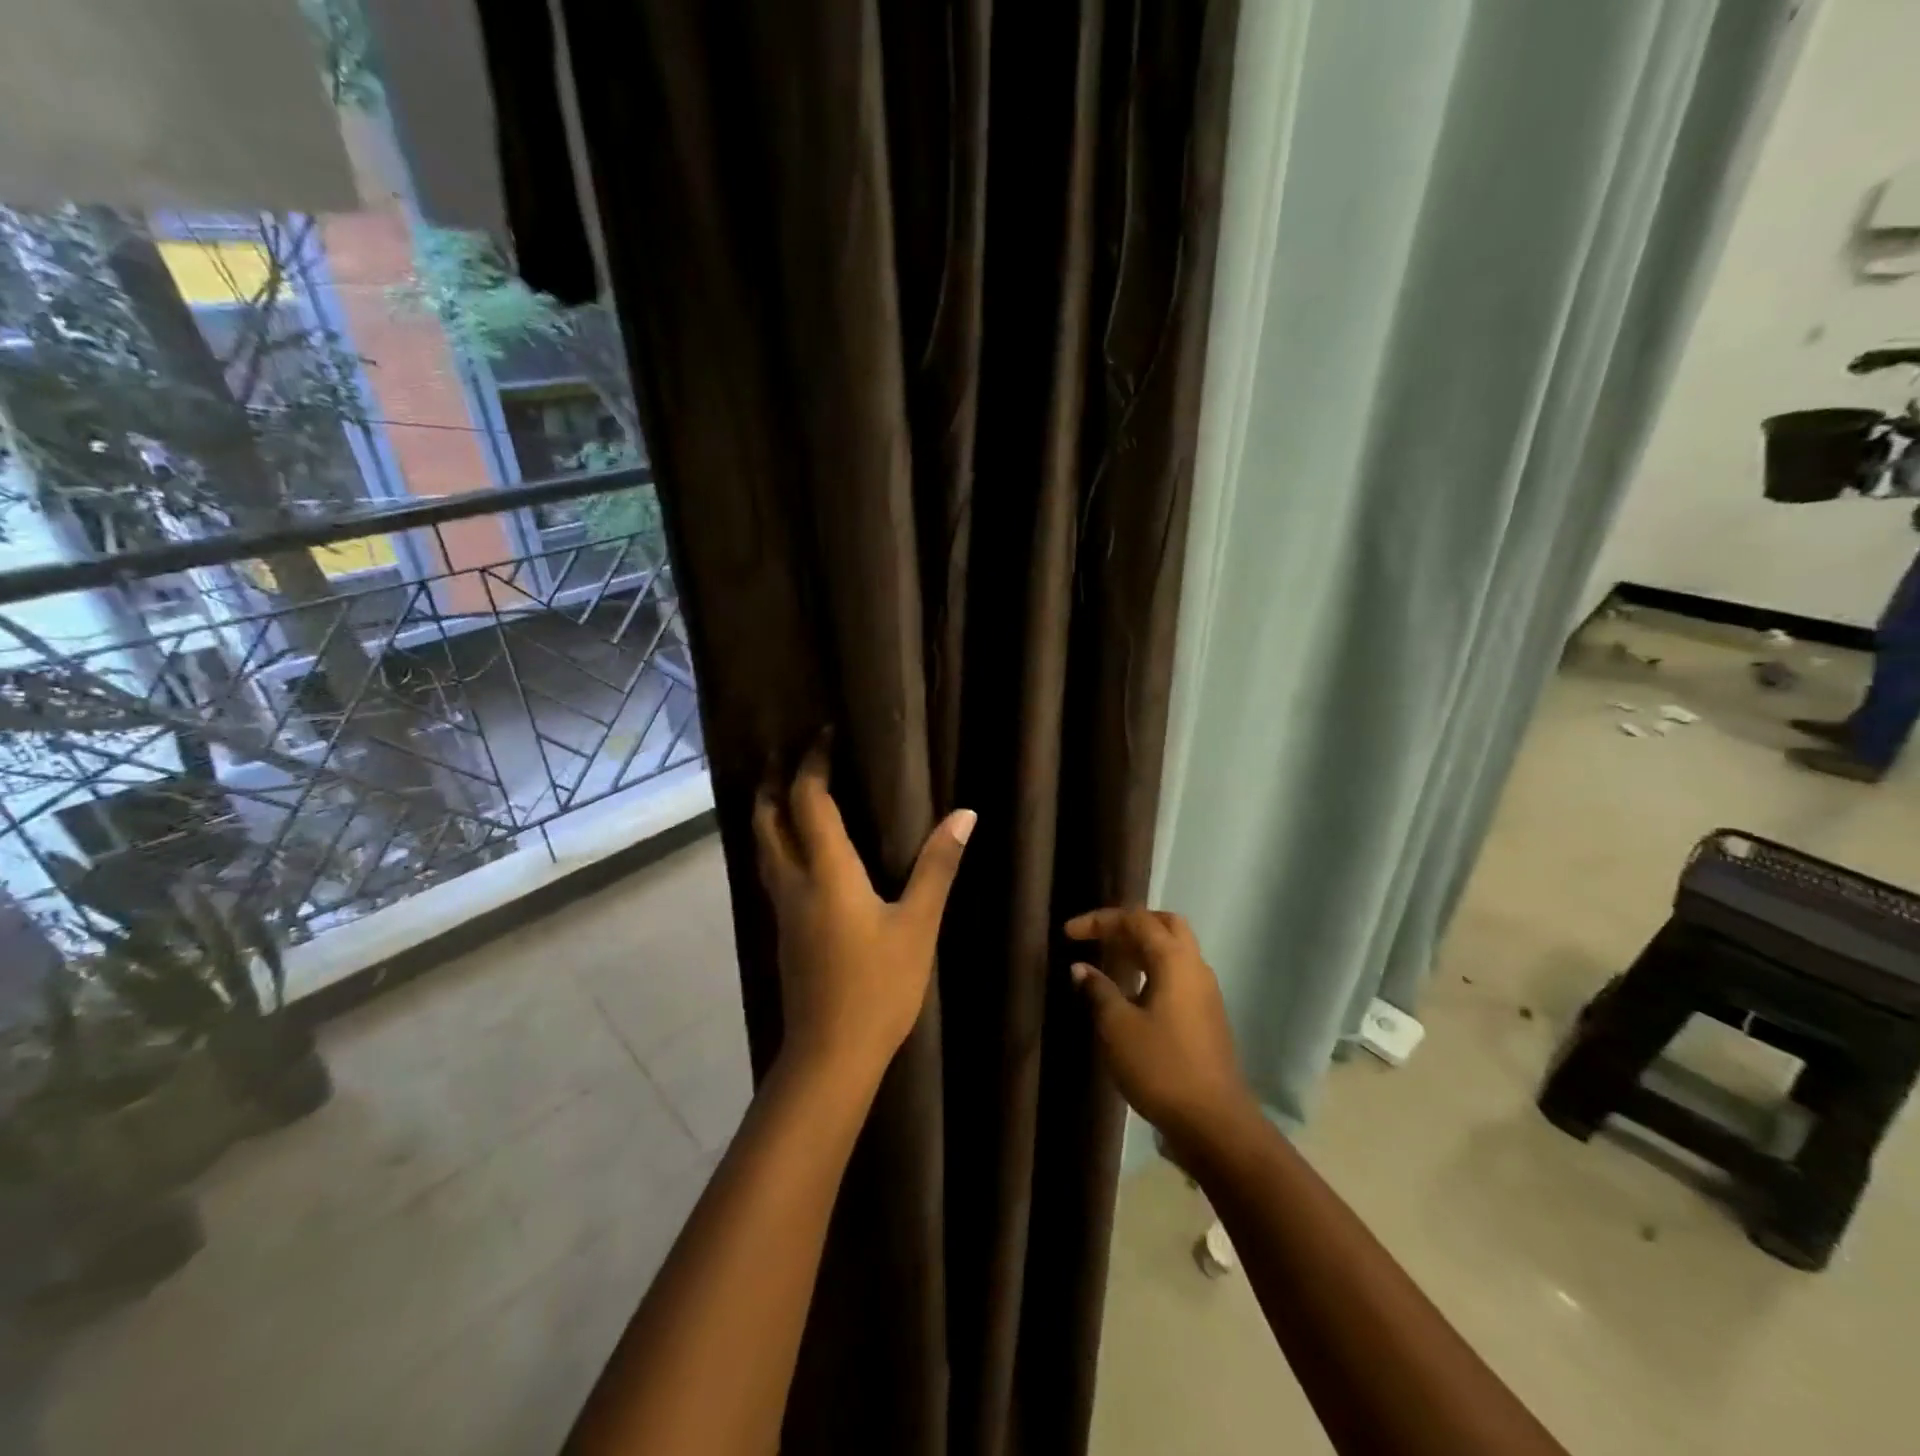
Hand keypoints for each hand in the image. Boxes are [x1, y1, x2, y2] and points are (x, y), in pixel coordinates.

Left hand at [754, 743, 974, 1083]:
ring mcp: (784, 908)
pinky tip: (795, 849)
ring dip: (768, 811)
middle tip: (784, 751)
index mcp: (826, 872)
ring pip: (763, 846)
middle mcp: (794, 882)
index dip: (812, 762)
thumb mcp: (918, 925)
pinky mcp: (785, 930)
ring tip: (781, 789)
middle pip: (767, 819)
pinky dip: (776, 842)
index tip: (824, 733)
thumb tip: (964, 814)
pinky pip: (772, 869)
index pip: (807, 800)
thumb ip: (937, 866)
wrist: (831, 1054)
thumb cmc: (880, 986)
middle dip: (773, 781)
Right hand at [1066, 908, 1258, 1146]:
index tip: (1068, 934)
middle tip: (1099, 937)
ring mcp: (1205, 992)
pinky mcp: (1207, 1016)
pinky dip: (1152, 970)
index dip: (1100, 921)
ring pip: (1174, 950)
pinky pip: (1177, 975)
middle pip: (1164, 925)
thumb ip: (1098, 990)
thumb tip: (1081, 968)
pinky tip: (1131, 993)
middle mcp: (1195, 967)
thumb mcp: (1117, 1027)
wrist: (1214, 1122)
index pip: (1136, 920)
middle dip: (1129, 925)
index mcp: (1174, 960)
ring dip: (1141, 948)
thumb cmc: (1161, 1067)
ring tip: (1109, 961)